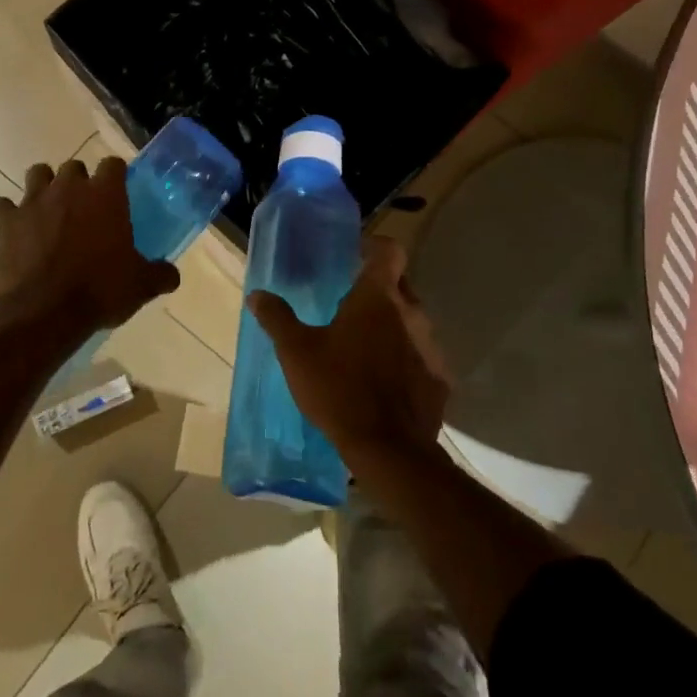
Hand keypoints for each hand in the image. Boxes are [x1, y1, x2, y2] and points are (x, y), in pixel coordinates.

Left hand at [0, 158, 179, 333]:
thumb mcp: (141, 286)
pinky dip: (9, 214)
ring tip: (50, 209)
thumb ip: (160, 274)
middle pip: (74, 166)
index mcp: (105, 195)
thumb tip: (171, 275)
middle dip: (78, 181)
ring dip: (44, 186)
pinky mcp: (6, 222)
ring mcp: (33, 202)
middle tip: (85, 208)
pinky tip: (17, 230)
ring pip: (37, 174)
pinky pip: (3, 206)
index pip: (113, 164)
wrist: (44, 312)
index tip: (118, 191)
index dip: (116, 175)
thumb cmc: (100, 290)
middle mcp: (68, 188)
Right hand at [246, 236, 450, 461]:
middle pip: (401, 285)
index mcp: (378, 297)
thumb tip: (257, 295)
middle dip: (380, 289)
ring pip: (413, 321)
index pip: (390, 251)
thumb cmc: (339, 389)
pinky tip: (385, 381)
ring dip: (393, 325)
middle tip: (351, 304)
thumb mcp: (296, 352)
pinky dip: (406, 359)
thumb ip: (277, 318)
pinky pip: (422, 356)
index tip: (357, 255)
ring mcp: (431, 346)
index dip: (375, 247)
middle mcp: (411, 313)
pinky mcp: (440, 378)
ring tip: (365, 346)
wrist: (389, 449)